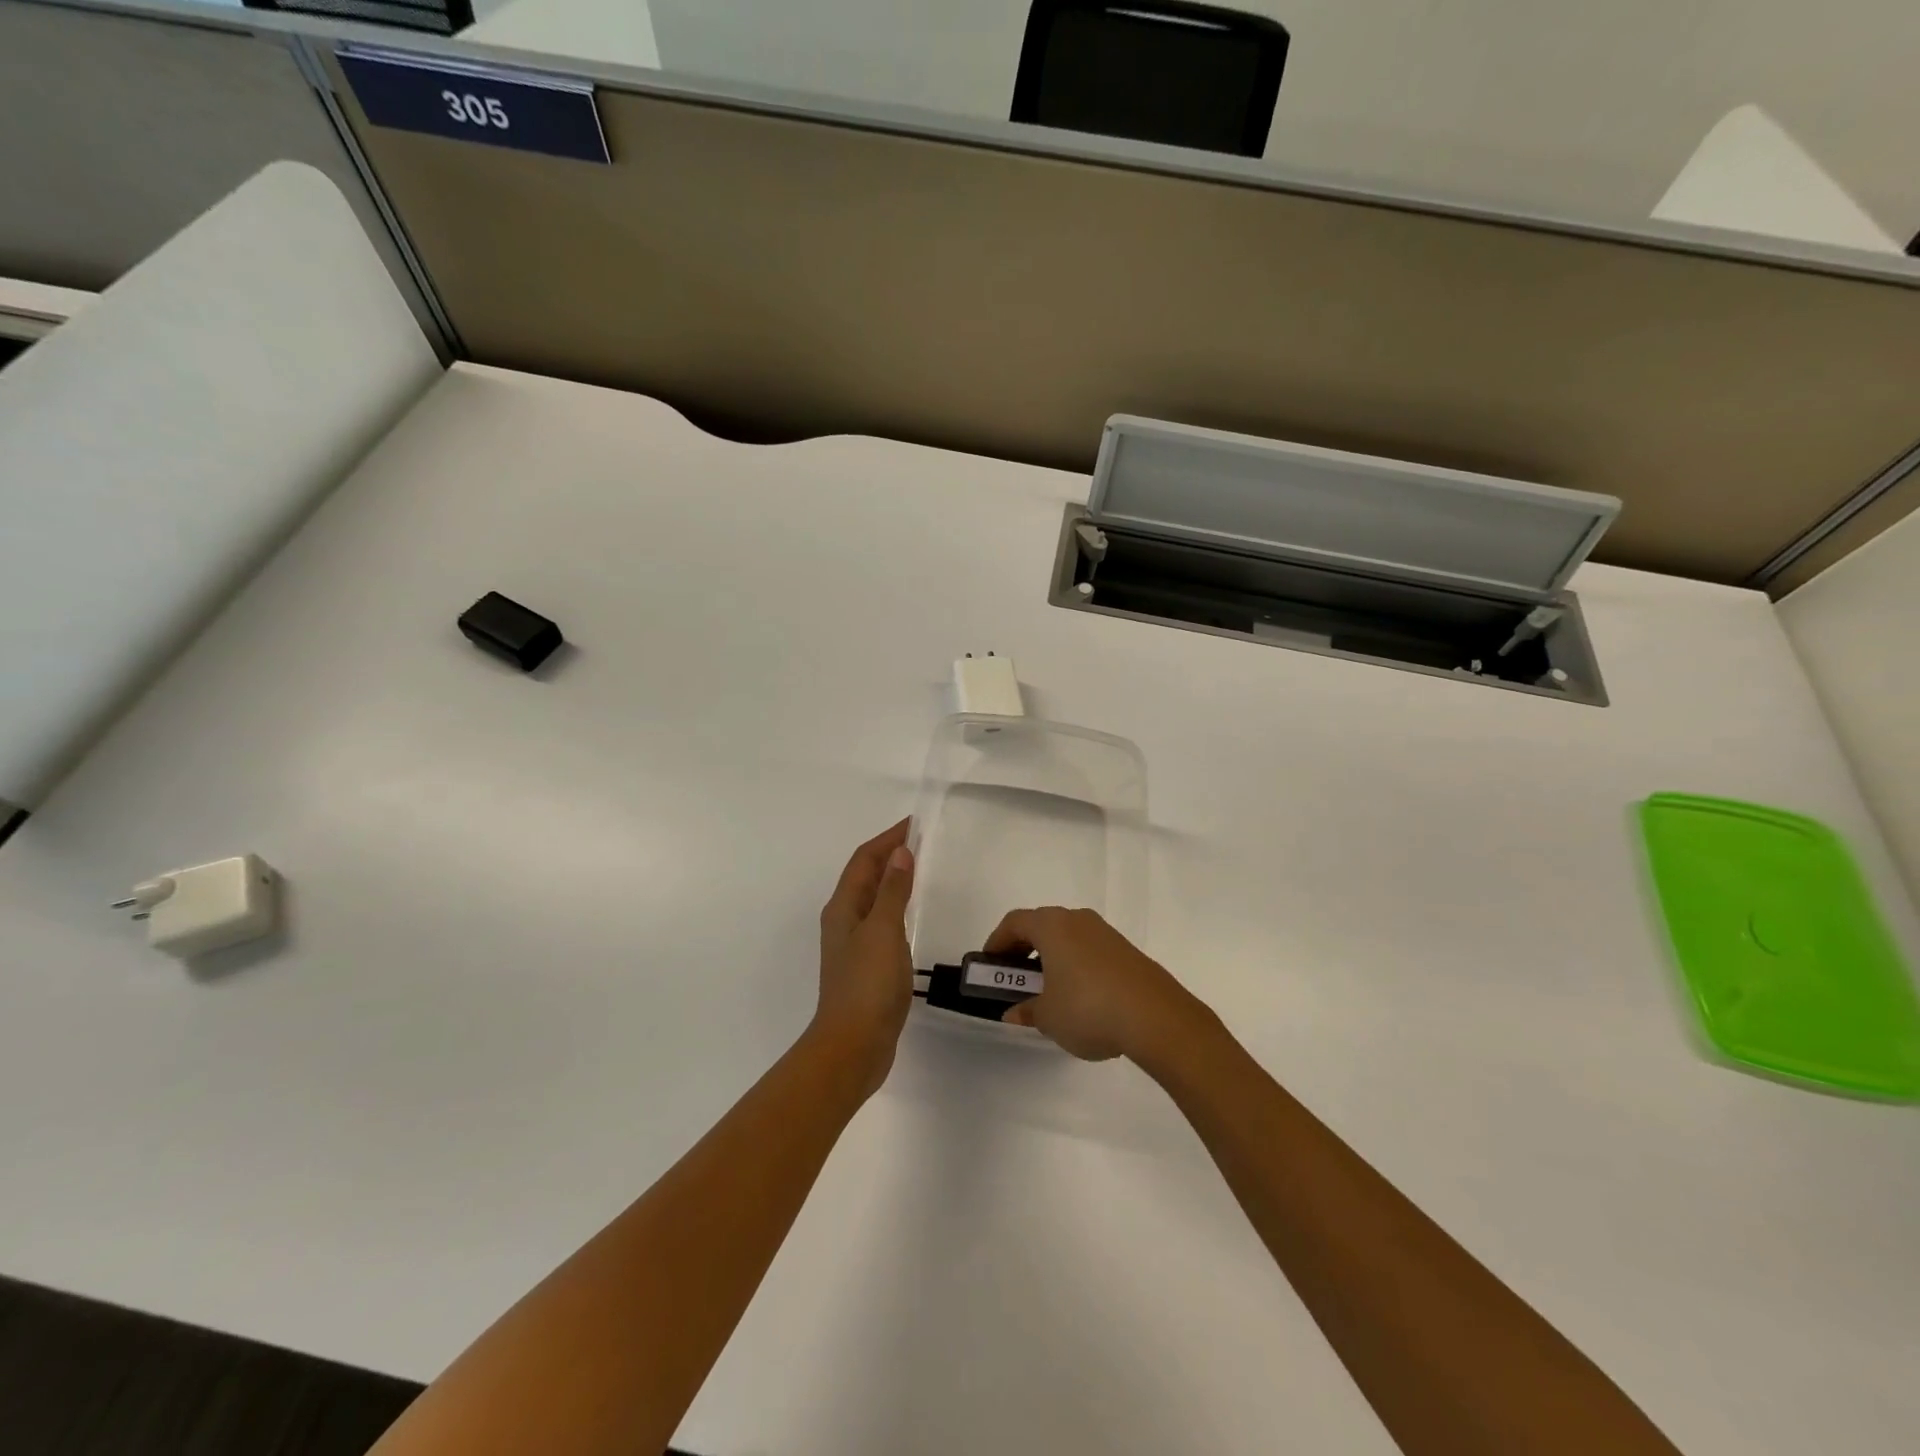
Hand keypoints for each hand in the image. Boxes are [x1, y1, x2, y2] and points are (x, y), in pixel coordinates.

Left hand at [812, 819, 916, 1095]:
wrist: (854, 1045)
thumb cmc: (867, 984)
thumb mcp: (883, 931)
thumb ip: (893, 891)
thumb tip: (900, 852)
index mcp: (843, 908)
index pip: (864, 860)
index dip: (887, 839)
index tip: (914, 824)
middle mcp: (844, 920)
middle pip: (866, 876)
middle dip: (889, 855)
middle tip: (921, 841)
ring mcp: (854, 944)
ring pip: (873, 899)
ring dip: (892, 879)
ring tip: (918, 868)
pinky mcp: (867, 965)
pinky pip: (882, 921)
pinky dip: (896, 906)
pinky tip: (910, 914)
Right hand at [985, 907, 1210, 1063]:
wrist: (1156, 1017)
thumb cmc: (1088, 1008)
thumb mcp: (1048, 1016)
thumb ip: (1027, 1011)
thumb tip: (1015, 1012)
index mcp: (1052, 926)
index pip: (1014, 922)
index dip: (997, 941)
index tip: (989, 965)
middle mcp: (1078, 920)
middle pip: (1041, 926)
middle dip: (1024, 950)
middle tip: (1015, 978)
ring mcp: (1106, 933)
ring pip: (1068, 938)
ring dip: (1051, 958)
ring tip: (1047, 992)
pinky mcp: (1127, 951)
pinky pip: (1089, 950)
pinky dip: (1075, 965)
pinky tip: (1080, 999)